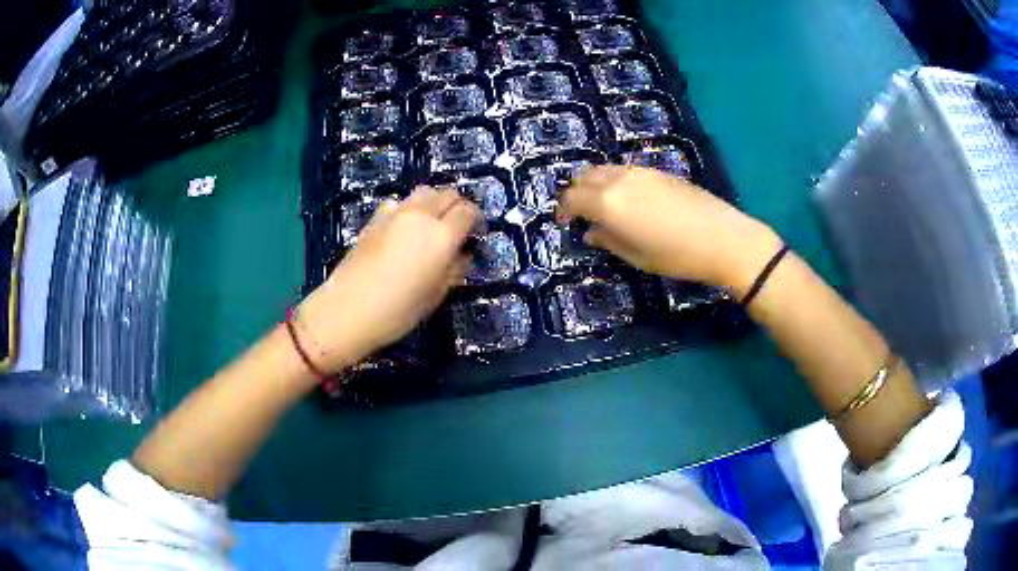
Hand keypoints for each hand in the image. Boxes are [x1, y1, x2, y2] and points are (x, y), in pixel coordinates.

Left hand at [294, 187, 478, 372]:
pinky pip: (399, 203)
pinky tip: (403, 229)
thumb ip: (454, 269)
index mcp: (442, 235)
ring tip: (431, 225)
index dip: (476, 220)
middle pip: (447, 194)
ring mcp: (395, 213)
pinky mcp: (375, 218)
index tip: (476, 234)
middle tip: (457, 228)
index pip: (468, 211)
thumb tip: (462, 255)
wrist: (347, 310)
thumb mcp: (436, 295)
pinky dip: (409, 209)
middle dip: (457, 207)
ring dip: (434, 203)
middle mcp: (421, 215)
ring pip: (424, 192)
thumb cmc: (397, 311)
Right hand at [558, 166, 780, 291]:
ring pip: (606, 169)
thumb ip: (608, 240)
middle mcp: (619, 179)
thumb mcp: (637, 256)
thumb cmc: (676, 255)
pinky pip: (625, 171)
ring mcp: (641, 172)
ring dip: (596, 184)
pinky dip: (616, 181)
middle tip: (581, 213)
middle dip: (577, 193)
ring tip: (603, 205)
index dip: (563, 210)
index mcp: (608, 202)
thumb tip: (590, 233)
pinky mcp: (659, 171)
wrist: (723, 238)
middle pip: (586, 177)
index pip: (572, 198)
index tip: (564, 223)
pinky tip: (629, 199)